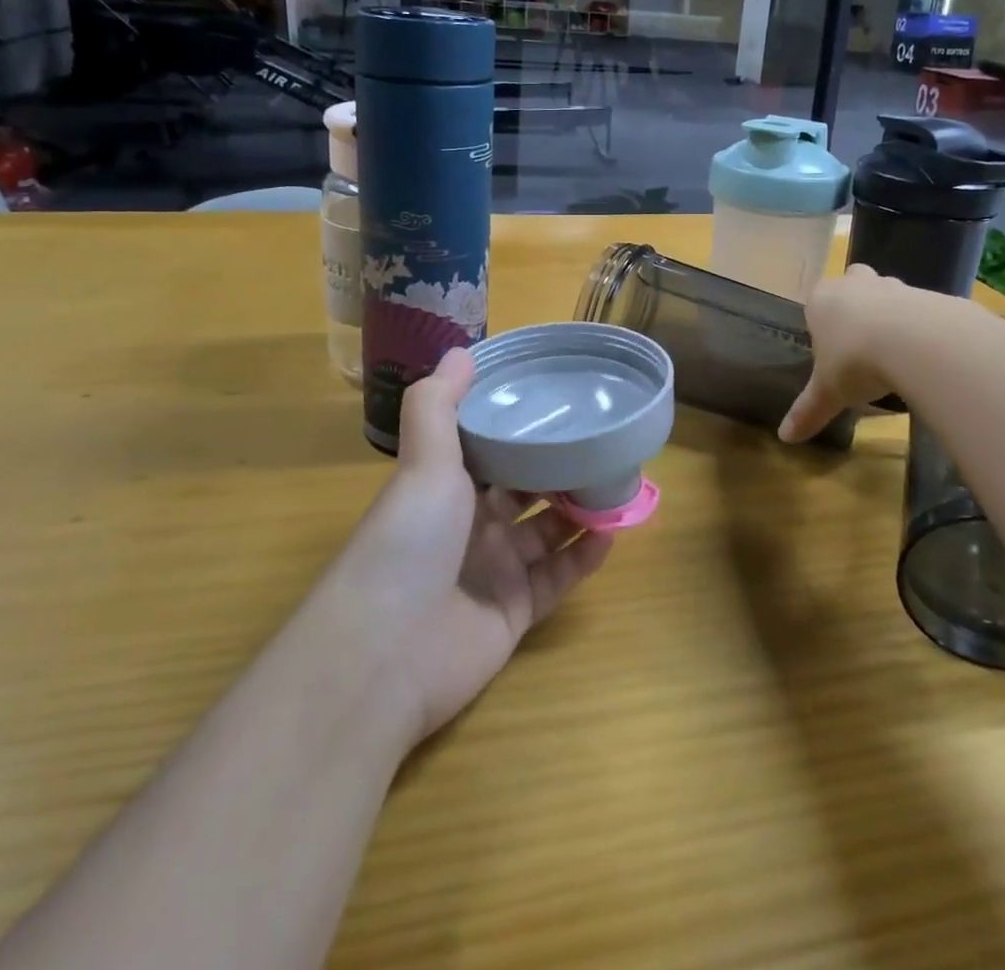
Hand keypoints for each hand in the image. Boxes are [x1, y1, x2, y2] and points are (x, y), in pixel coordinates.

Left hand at [329, 350, 611, 745]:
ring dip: (580, 509)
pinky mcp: (514, 612)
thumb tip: (460, 350)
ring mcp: (493, 571)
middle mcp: (469, 526)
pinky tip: (612, 532)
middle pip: (526, 489)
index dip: (522, 426)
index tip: (562, 400)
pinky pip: (558, 578)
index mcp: (445, 488)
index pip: (490, 449)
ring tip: (620, 481)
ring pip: (548, 531)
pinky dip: (585, 556)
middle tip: (605, 441)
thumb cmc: (407, 542)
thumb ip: (439, 405)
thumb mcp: (423, 463)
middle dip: (562, 467)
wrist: (385, 655)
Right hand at [778, 265, 912, 444]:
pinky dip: (921, 326)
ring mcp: (893, 286)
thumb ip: (807, 411)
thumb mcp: (828, 393)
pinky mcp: (928, 295)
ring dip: (890, 315)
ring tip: (896, 352)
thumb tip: (784, 438)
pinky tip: (923, 354)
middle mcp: (855, 284)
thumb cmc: (854, 361)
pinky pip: (921, 308)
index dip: (823, 322)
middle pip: (852, 283)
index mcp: (821, 300)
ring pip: (888, 293)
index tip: (832, 348)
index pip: (816, 301)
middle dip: (857, 303)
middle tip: (862, 339)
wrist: (913, 341)